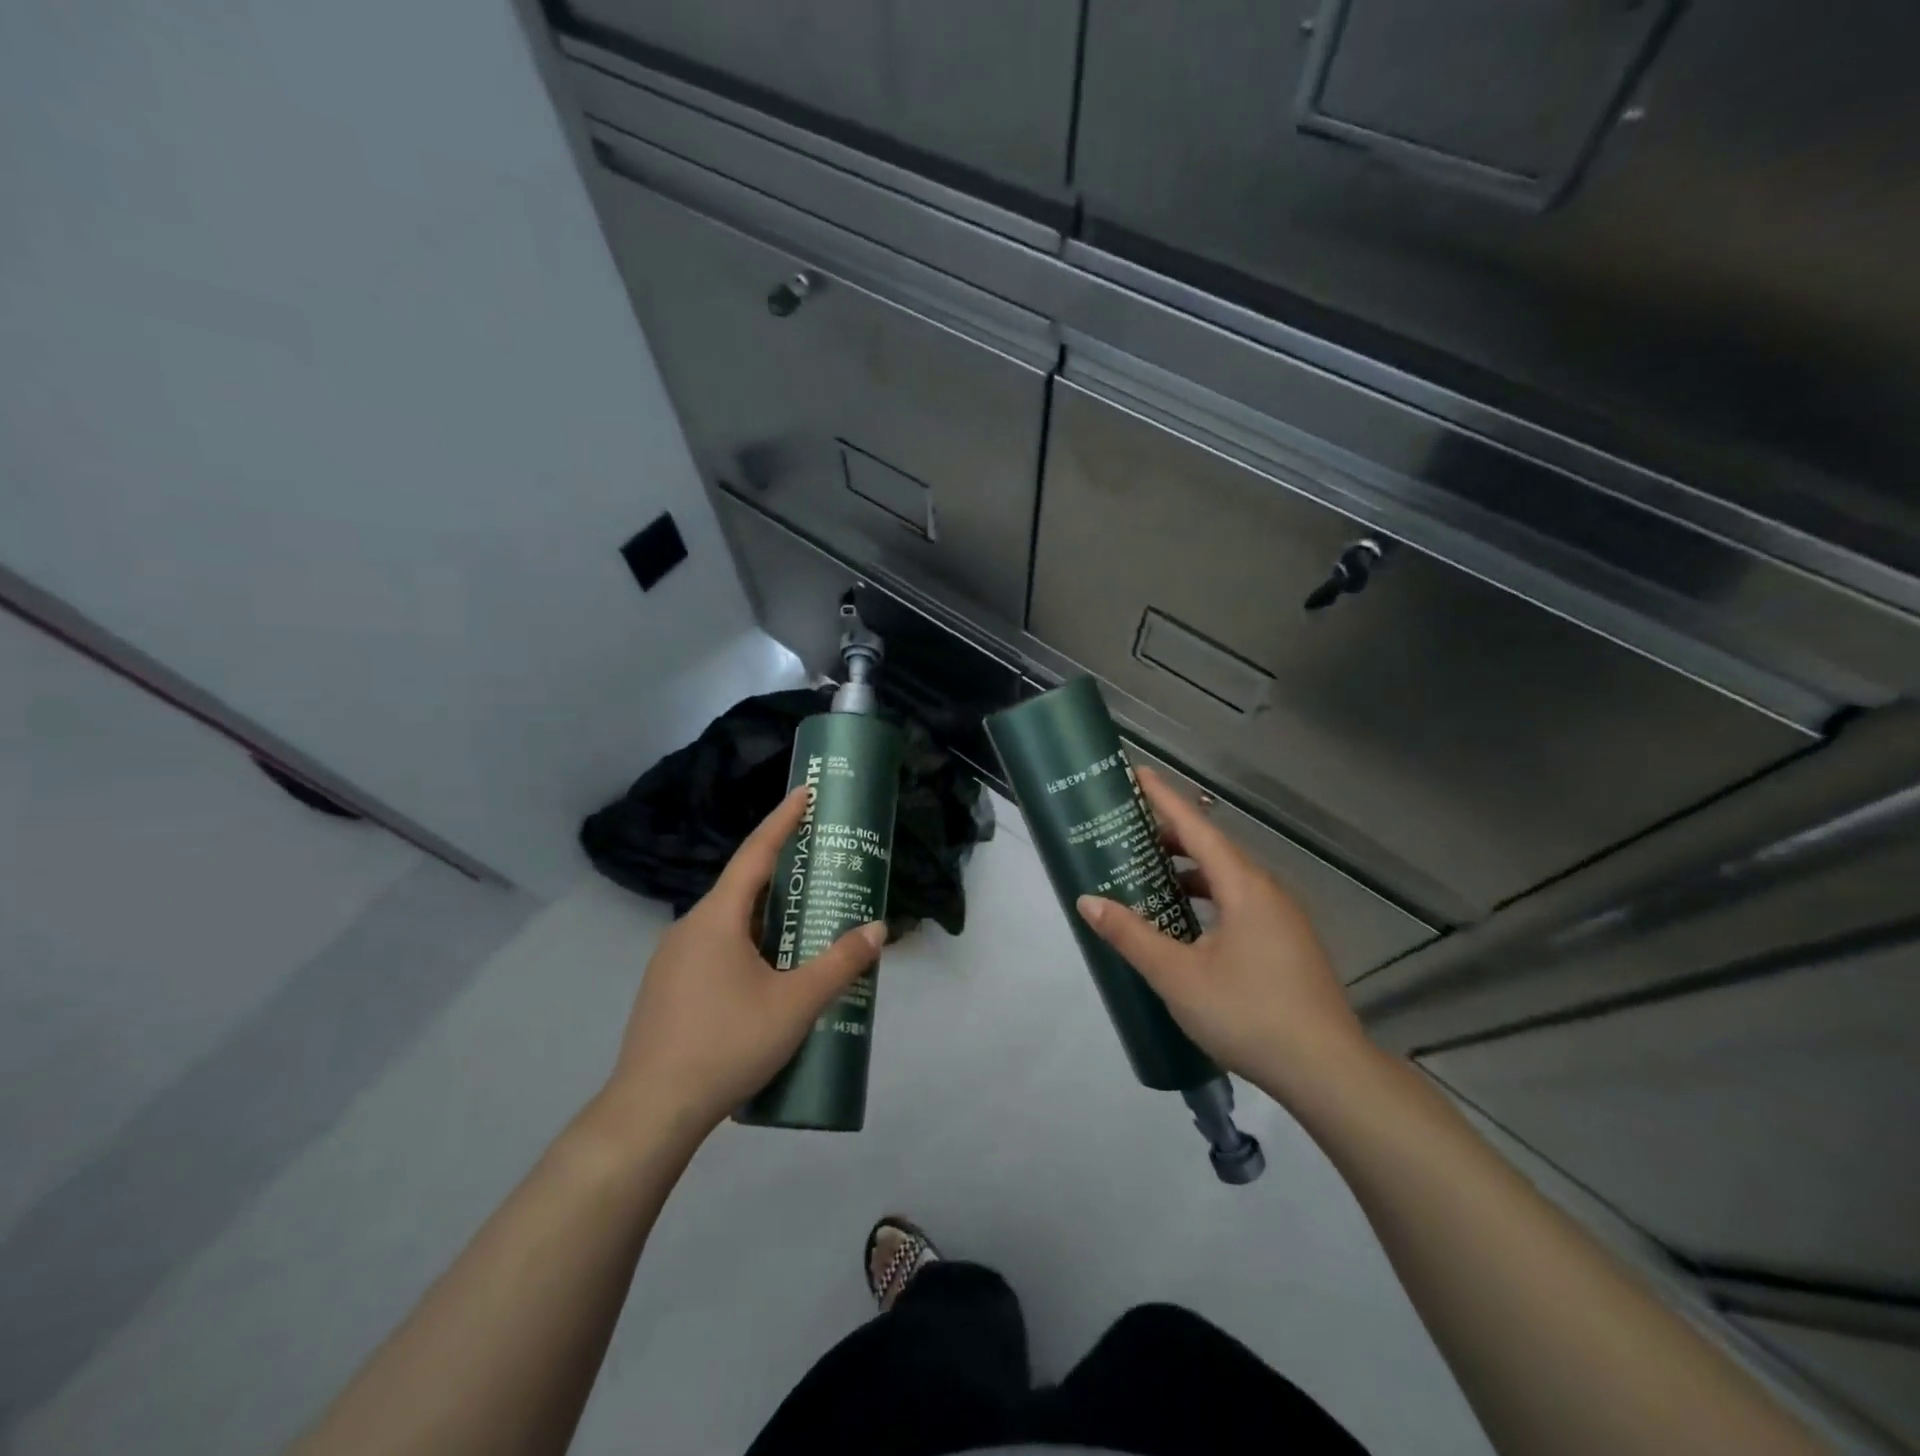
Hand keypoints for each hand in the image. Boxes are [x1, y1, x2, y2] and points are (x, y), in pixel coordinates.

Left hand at [600, 785, 885, 1142]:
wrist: (651, 1111)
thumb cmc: (726, 1044)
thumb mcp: (795, 1004)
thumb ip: (839, 964)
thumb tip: (877, 929)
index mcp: (716, 918)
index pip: (756, 854)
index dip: (783, 820)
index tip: (805, 792)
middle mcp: (689, 928)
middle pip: (743, 888)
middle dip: (783, 876)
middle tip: (821, 871)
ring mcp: (672, 960)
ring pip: (728, 924)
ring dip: (766, 918)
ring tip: (804, 928)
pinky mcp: (667, 990)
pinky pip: (715, 950)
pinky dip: (747, 946)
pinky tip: (769, 977)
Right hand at [1076, 767, 1375, 1105]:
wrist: (1327, 1071)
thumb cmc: (1248, 1013)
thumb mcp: (1177, 975)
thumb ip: (1131, 935)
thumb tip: (1088, 901)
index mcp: (1244, 886)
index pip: (1197, 827)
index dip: (1164, 798)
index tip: (1137, 774)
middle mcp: (1267, 890)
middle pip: (1214, 848)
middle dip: (1171, 835)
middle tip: (1129, 831)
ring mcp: (1283, 917)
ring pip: (1228, 877)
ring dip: (1189, 870)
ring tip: (1151, 874)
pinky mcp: (1288, 942)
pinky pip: (1240, 901)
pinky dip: (1208, 896)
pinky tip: (1188, 923)